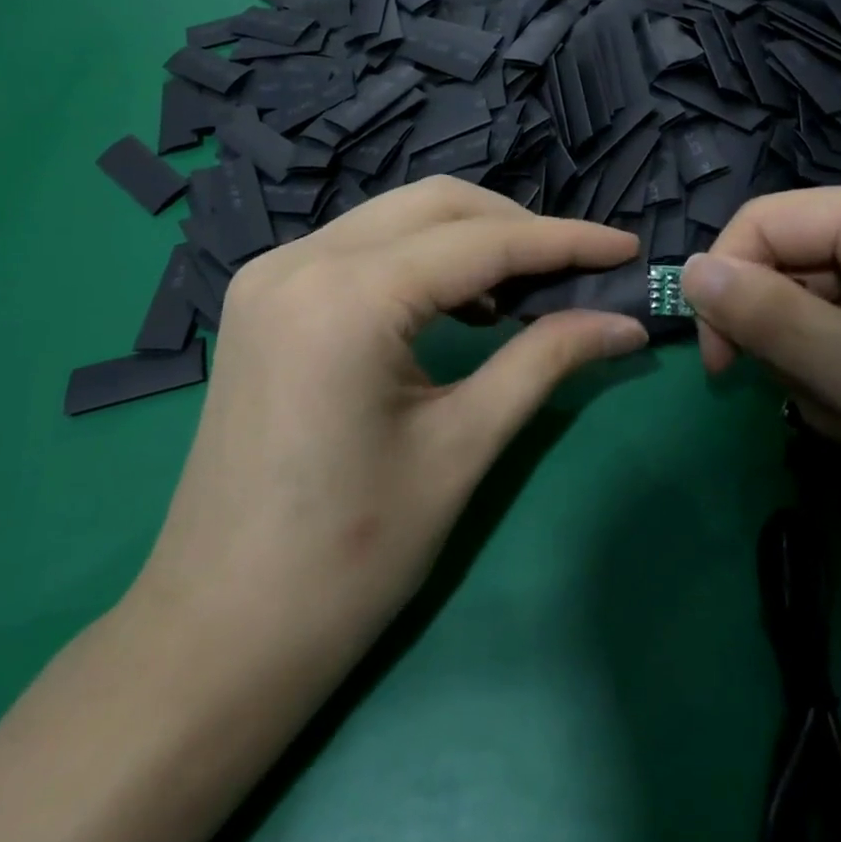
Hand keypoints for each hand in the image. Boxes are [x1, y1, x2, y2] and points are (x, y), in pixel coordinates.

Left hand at [132, 178, 647, 662]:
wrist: (216, 635)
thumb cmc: (348, 559)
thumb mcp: (461, 448)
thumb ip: (545, 361)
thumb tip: (624, 324)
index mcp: (347, 297)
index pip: (481, 243)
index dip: (564, 241)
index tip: (624, 248)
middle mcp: (300, 260)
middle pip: (436, 205)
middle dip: (517, 227)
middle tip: (577, 271)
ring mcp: (271, 274)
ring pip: (396, 217)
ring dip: (469, 238)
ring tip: (526, 290)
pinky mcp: (263, 297)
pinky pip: (361, 246)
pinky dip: (421, 258)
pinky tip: (458, 303)